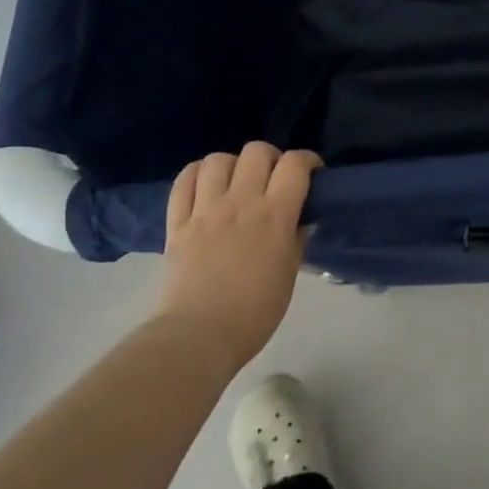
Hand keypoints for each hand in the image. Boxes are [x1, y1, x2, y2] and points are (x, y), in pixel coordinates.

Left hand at [156, 143, 320, 371]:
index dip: (307, 160)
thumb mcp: (289, 274)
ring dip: (232, 164)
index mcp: (274, 215)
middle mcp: (240, 202)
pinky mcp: (177, 222)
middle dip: (271, 158)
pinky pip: (183, 181)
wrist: (198, 337)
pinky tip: (204, 185)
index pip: (294, 165)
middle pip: (256, 151)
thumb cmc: (254, 312)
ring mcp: (205, 209)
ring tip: (236, 181)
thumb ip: (296, 238)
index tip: (311, 173)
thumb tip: (301, 218)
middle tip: (273, 178)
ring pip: (218, 159)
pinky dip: (196, 175)